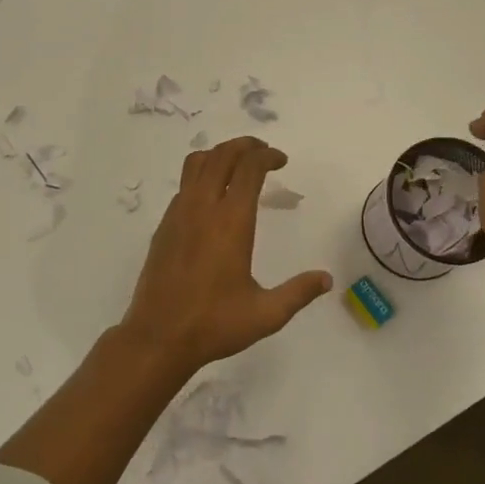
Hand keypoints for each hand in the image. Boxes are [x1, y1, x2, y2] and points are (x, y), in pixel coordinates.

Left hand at [121, 138, 332, 376]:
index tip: (281, 161)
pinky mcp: (164, 226)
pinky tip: (213, 198)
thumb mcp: (266, 314)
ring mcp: (178, 214)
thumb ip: (298, 293)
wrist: (158, 337)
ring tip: (237, 164)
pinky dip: (202, 175)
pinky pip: (184, 185)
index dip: (267, 156)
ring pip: (196, 164)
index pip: (249, 168)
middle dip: (244, 146)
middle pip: (221, 155)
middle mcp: (202, 208)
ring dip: (219, 154)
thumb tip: (327, 279)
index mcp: (231, 221)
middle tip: (263, 153)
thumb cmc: (214, 324)